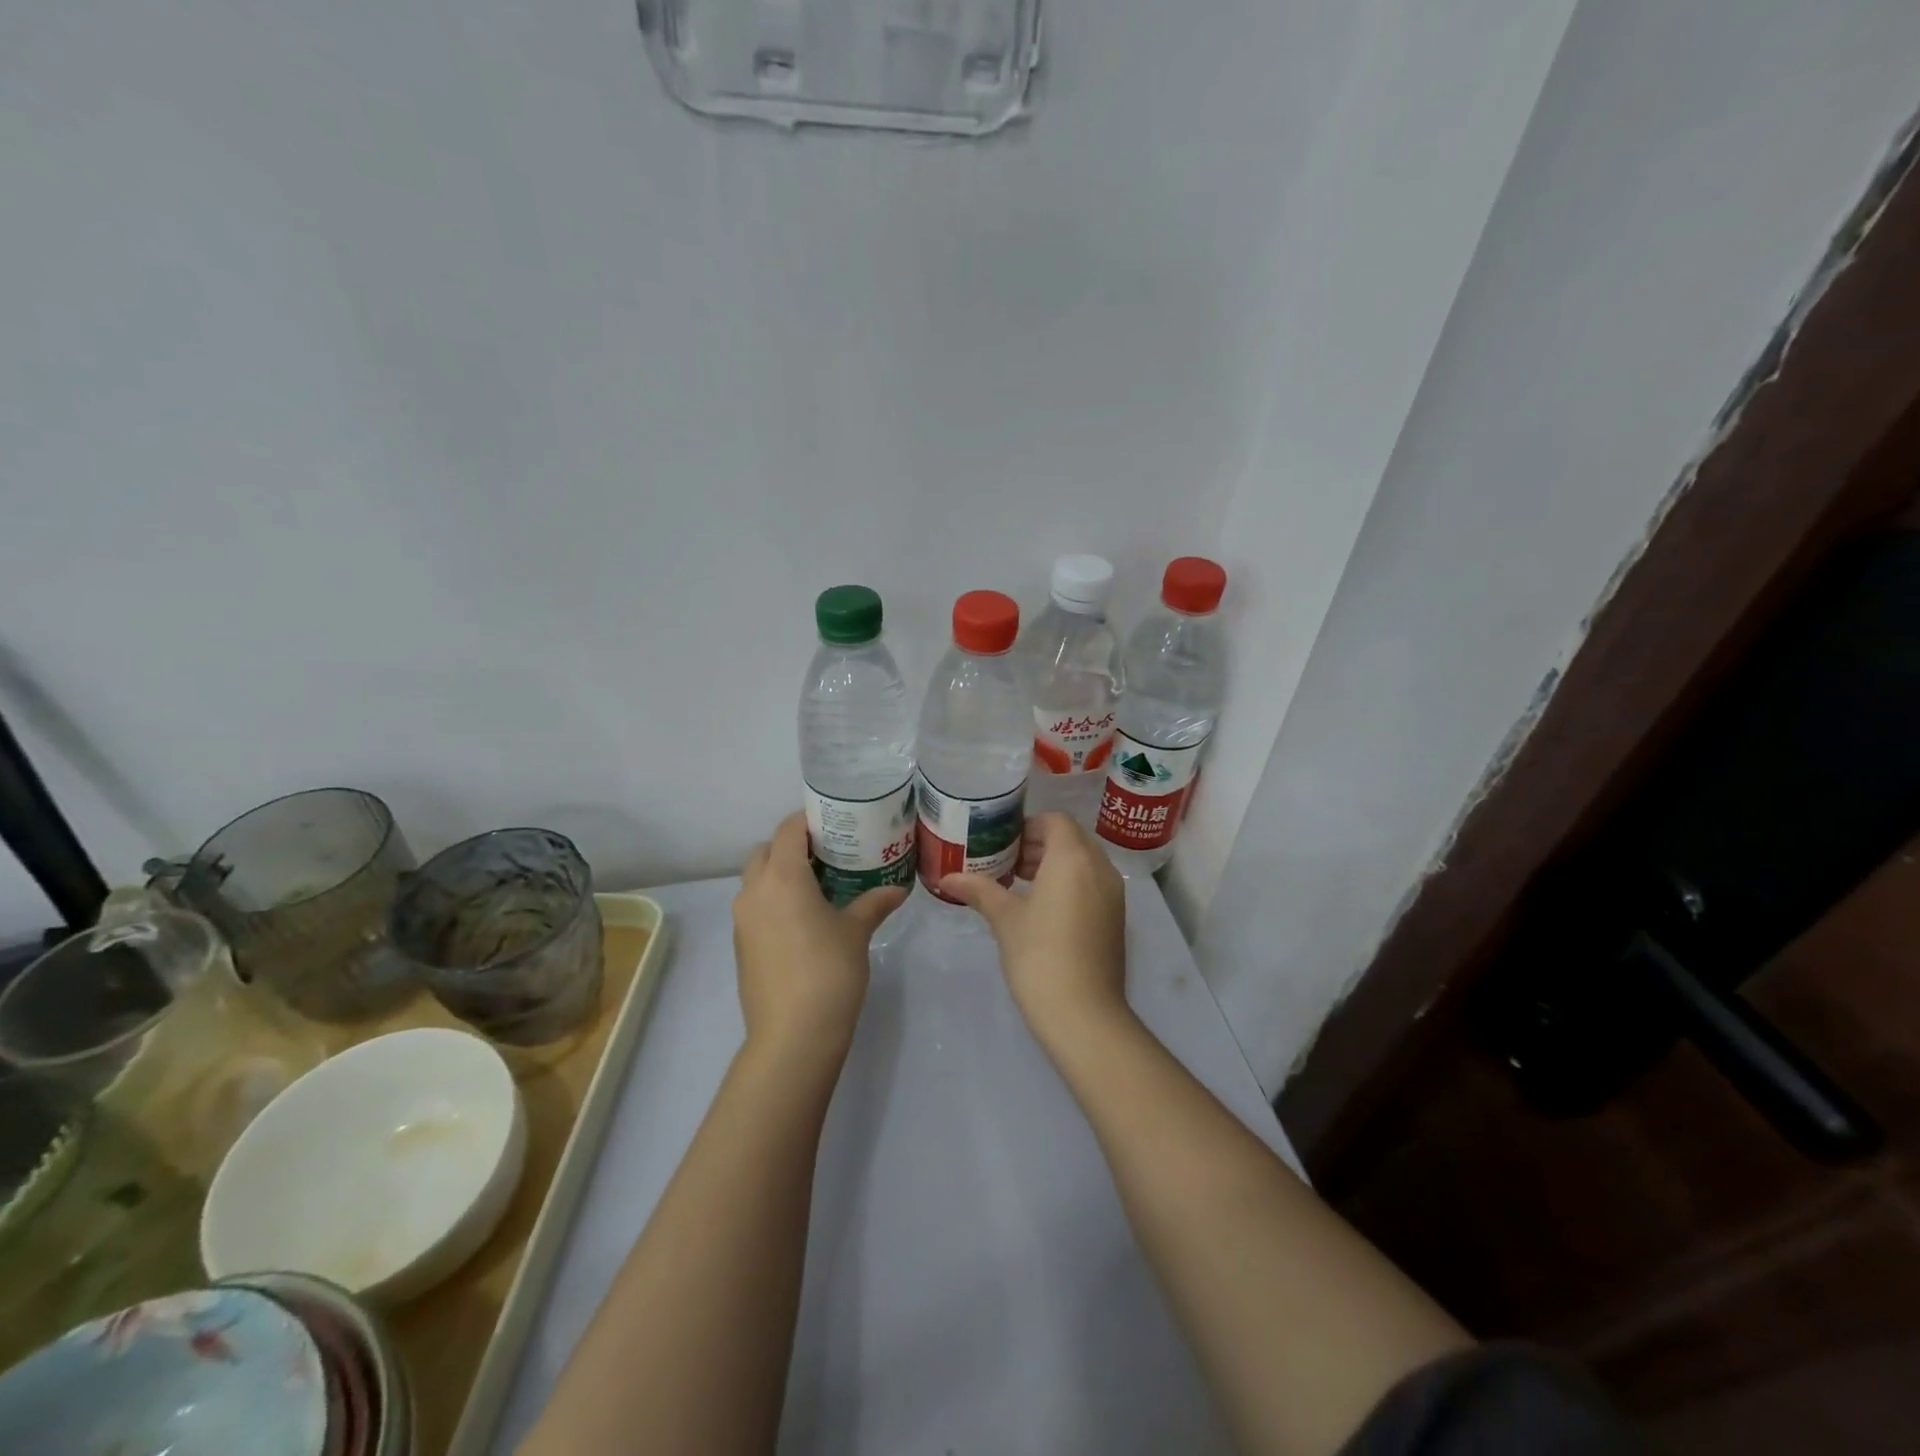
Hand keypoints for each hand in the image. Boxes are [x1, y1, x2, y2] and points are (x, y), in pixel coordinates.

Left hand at [733, 812, 907, 1062]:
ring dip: (780, 873)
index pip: (788, 829)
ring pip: (756, 879)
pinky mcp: (740, 944)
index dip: (808, 820)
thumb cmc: (829, 972)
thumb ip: (874, 903)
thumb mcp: (856, 932)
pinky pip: (754, 906)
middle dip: (792, 846)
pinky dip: (773, 900)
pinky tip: (802, 919)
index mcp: (782, 876)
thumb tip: (898, 889)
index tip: (834, 821)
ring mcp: (742, 919)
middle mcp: (754, 890)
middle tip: (828, 853)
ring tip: (817, 885)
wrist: (792, 1035)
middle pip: (766, 850)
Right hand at [940, 813, 1128, 1048]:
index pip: (1055, 821)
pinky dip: (1070, 883)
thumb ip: (979, 890)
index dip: (1028, 826)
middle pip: (1071, 839)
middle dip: (1039, 845)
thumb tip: (947, 878)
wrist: (1084, 1013)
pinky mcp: (1116, 918)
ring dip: (1054, 864)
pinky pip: (1093, 884)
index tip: (1002, 843)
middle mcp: (1099, 867)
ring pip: (1084, 862)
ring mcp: (1113, 894)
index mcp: (1073, 858)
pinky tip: (1043, 909)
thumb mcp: (1004, 919)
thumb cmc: (1039, 955)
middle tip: (1007, 863)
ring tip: (1020, 885)